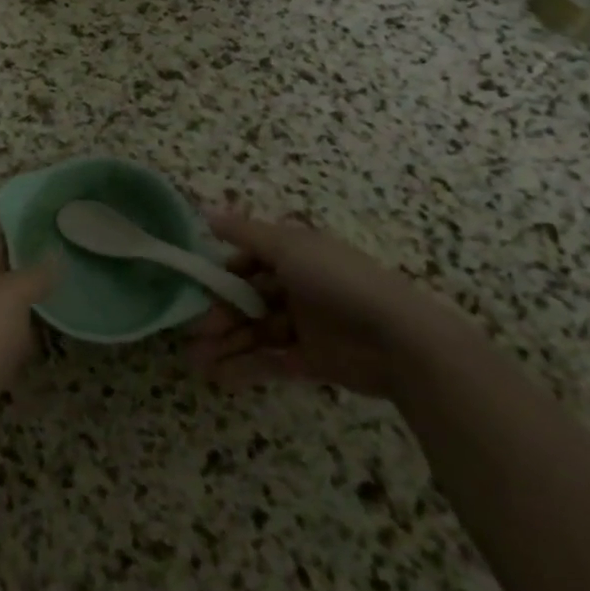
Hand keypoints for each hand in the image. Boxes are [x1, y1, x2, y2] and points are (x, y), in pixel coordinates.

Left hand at [0, 225, 55, 437]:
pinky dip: (30, 329)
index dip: (13, 216)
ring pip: (7, 299)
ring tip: (66, 281)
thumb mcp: (12, 295)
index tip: (46, 207)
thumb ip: (35, 273)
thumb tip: (56, 254)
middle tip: (65, 243)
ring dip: (30, 291)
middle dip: (27, 253)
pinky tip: (52, 330)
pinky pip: (12, 334)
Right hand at [187, 208, 461, 397]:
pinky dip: (246, 367)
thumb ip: (245, 233)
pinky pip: (272, 360)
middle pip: (248, 299)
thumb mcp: (288, 247)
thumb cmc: (337, 281)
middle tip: (191, 333)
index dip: (221, 274)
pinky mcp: (312, 360)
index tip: (195, 288)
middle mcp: (296, 286)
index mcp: (293, 254)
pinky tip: (219, 377)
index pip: (247, 260)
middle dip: (218, 314)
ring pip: (255, 332)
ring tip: (196, 361)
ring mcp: (304, 324)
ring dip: (225, 344)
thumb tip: (206, 213)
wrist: (398, 338)